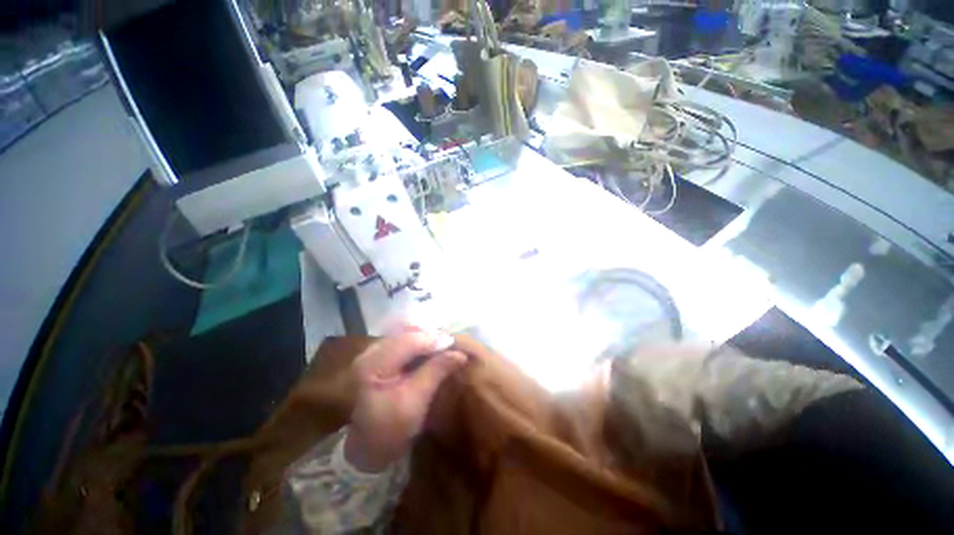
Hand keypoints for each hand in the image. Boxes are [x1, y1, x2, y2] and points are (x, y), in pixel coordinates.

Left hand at [345, 329, 465, 471]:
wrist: (368, 447)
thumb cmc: (390, 430)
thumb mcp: (415, 402)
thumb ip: (436, 372)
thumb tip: (460, 353)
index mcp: (373, 364)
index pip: (408, 341)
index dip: (433, 340)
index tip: (455, 344)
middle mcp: (370, 352)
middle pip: (407, 334)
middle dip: (431, 337)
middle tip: (451, 345)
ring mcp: (373, 353)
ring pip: (406, 336)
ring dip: (427, 340)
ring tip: (444, 347)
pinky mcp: (380, 357)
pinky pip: (403, 343)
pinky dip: (420, 345)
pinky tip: (431, 352)